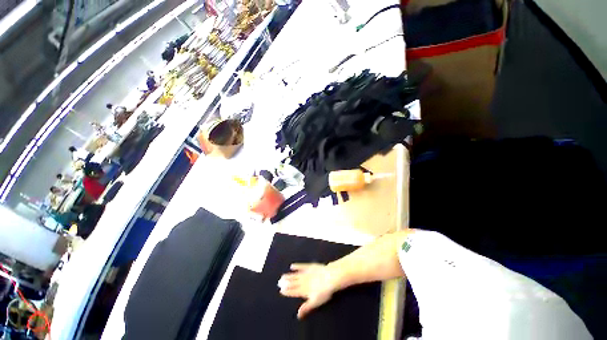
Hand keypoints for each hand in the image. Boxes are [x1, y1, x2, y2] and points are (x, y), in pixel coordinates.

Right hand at [279, 263, 337, 318]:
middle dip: (286, 283)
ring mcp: (306, 273)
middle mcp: (303, 282)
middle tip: (279, 282)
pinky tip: (292, 266)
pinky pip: (301, 266)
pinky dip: (297, 266)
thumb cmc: (324, 292)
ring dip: (289, 276)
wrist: (330, 277)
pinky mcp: (310, 266)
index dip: (287, 291)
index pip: (293, 291)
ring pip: (295, 275)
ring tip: (282, 276)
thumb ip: (306, 308)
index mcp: (303, 291)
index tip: (281, 290)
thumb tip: (298, 315)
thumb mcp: (315, 302)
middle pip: (293, 283)